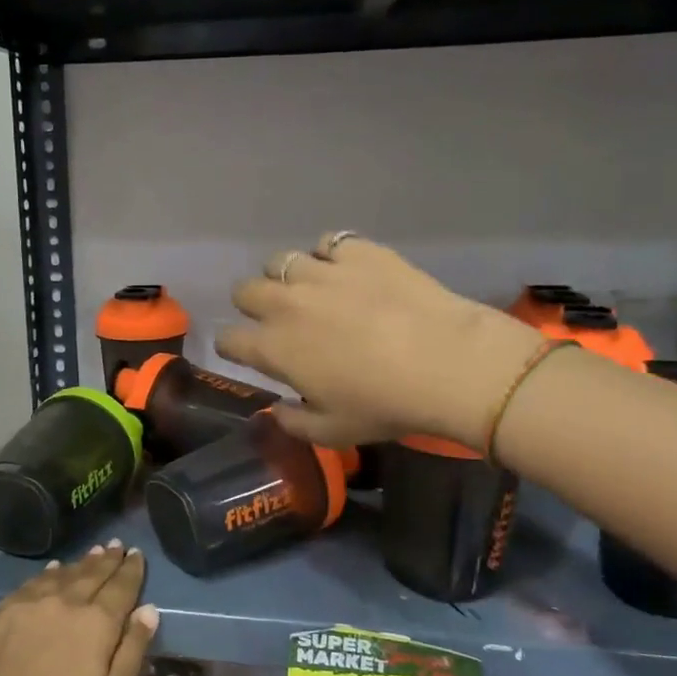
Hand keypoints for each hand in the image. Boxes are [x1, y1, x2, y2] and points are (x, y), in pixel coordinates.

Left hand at [0, 542, 160, 675]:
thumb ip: (131, 652)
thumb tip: (148, 609)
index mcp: (97, 623)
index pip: (121, 587)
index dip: (131, 569)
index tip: (137, 553)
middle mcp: (65, 603)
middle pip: (91, 574)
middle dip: (107, 559)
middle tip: (117, 545)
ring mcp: (29, 605)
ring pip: (61, 574)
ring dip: (80, 563)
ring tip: (92, 552)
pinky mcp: (0, 615)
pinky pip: (31, 584)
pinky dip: (47, 573)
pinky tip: (51, 571)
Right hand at [215, 234, 541, 449]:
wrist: (448, 363)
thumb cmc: (386, 405)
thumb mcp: (334, 432)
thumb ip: (293, 422)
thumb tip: (276, 410)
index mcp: (274, 348)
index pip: (228, 339)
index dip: (233, 347)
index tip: (247, 353)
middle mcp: (286, 303)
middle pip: (245, 291)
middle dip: (252, 305)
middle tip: (278, 320)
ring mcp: (321, 272)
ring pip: (280, 261)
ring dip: (287, 278)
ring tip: (310, 291)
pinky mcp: (357, 251)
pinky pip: (327, 243)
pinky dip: (328, 256)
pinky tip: (346, 271)